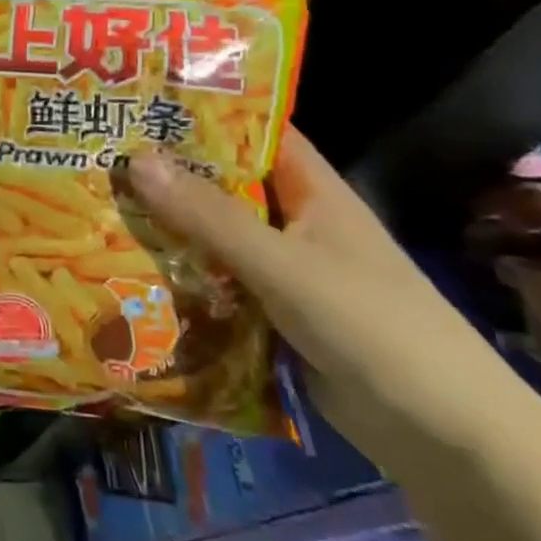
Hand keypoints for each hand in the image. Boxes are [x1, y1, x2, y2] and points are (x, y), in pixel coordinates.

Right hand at [124, 130, 530, 466]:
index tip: (140, 103)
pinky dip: (179, 280)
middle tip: (96, 159)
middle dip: (167, 175)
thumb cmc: (373, 327)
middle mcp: (295, 224)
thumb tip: (135, 158)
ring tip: (94, 211)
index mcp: (312, 193)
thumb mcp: (283, 264)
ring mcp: (283, 273)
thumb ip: (209, 216)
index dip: (204, 114)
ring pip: (213, 239)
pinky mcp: (270, 317)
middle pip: (224, 187)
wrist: (445, 437)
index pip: (255, 133)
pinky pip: (215, 286)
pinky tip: (127, 275)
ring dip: (166, 231)